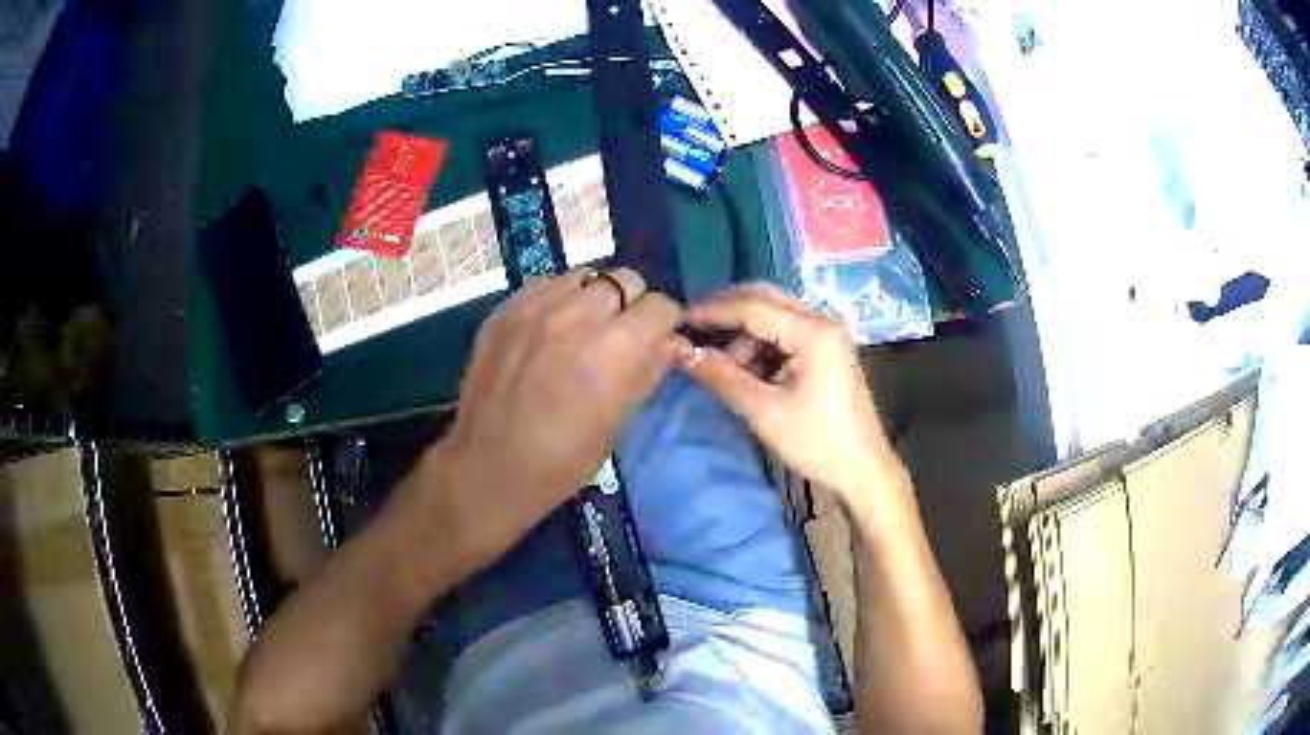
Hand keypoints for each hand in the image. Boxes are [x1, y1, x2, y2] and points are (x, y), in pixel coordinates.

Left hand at [429, 268, 684, 569]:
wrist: (490, 465)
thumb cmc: (564, 458)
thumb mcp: (619, 420)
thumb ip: (650, 369)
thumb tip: (674, 342)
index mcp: (616, 345)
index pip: (661, 306)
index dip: (666, 323)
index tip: (660, 339)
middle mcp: (578, 312)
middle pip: (625, 280)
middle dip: (633, 304)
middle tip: (622, 334)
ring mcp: (536, 306)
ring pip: (584, 277)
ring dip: (594, 297)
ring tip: (583, 328)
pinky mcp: (505, 308)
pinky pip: (546, 285)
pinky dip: (559, 299)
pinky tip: (550, 329)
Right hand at [680, 283, 905, 504]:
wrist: (862, 469)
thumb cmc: (816, 442)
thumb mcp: (764, 411)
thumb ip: (723, 377)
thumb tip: (683, 352)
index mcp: (814, 331)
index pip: (753, 307)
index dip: (714, 310)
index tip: (680, 318)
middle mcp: (822, 321)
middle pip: (766, 298)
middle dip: (728, 311)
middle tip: (695, 329)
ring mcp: (827, 333)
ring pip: (774, 314)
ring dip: (745, 333)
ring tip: (724, 367)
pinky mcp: (827, 349)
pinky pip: (786, 332)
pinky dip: (761, 344)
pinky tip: (747, 370)